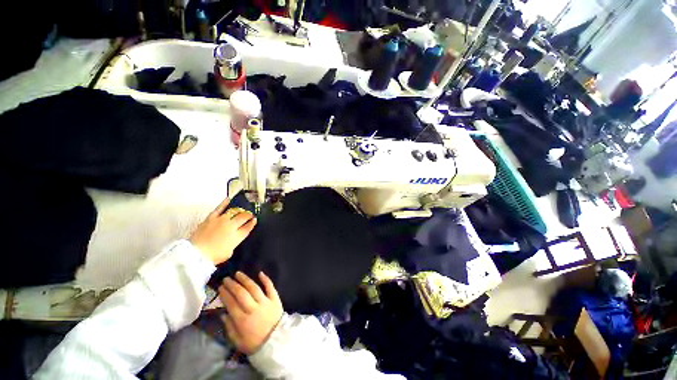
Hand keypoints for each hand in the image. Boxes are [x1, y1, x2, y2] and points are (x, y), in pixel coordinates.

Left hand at [190, 198, 256, 264]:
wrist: (196, 254)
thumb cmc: (213, 256)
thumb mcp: (229, 252)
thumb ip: (234, 242)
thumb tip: (234, 237)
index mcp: (238, 236)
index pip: (248, 227)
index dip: (252, 223)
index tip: (254, 220)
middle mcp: (232, 226)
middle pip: (243, 217)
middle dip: (248, 215)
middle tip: (250, 215)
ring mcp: (222, 220)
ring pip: (234, 212)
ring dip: (240, 210)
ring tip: (242, 210)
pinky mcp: (212, 218)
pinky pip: (219, 208)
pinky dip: (224, 203)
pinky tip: (228, 199)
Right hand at [220, 271, 283, 354]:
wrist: (276, 342)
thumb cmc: (255, 343)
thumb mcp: (238, 341)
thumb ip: (229, 327)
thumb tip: (223, 313)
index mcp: (242, 320)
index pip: (231, 303)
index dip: (225, 294)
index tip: (220, 288)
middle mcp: (253, 308)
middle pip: (241, 293)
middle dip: (232, 285)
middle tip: (226, 279)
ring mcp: (265, 302)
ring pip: (254, 288)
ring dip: (245, 279)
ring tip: (238, 273)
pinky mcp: (275, 299)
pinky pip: (270, 287)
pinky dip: (266, 279)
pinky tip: (260, 273)